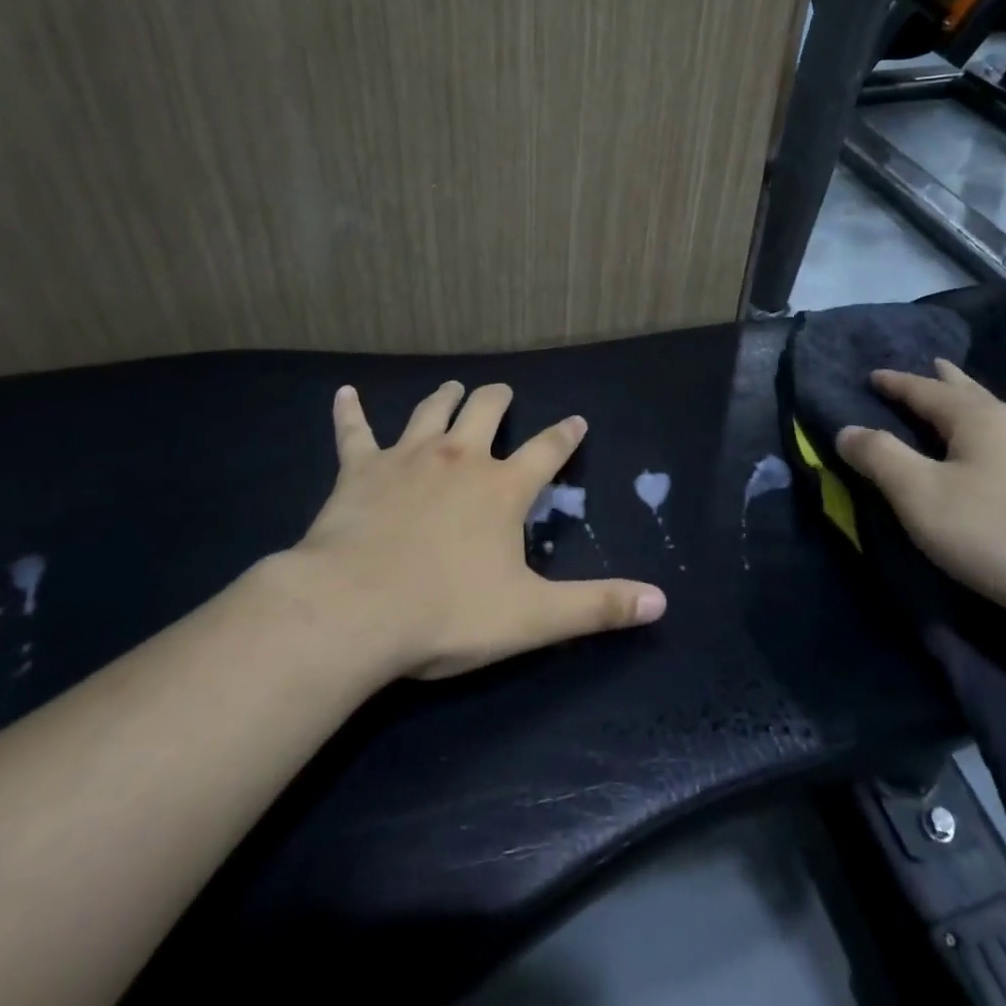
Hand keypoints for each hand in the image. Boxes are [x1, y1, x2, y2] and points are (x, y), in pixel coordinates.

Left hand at [287, 381, 666, 679]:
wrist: (355, 609)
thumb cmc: (447, 612)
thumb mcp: (533, 617)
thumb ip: (597, 606)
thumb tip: (661, 601)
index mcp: (502, 488)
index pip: (547, 451)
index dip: (565, 435)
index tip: (576, 420)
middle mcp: (459, 458)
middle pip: (484, 411)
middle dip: (497, 400)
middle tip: (503, 394)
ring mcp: (407, 458)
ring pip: (430, 411)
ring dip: (444, 398)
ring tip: (453, 388)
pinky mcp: (360, 469)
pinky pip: (354, 431)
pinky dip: (350, 411)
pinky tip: (344, 394)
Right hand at [834, 360, 1005, 634]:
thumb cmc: (1001, 534)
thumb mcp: (922, 496)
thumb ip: (880, 457)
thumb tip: (846, 430)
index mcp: (978, 417)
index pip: (924, 389)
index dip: (894, 382)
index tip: (871, 375)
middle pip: (969, 392)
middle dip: (942, 381)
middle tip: (927, 366)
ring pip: (994, 416)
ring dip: (967, 406)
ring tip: (954, 403)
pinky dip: (986, 434)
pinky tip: (991, 454)